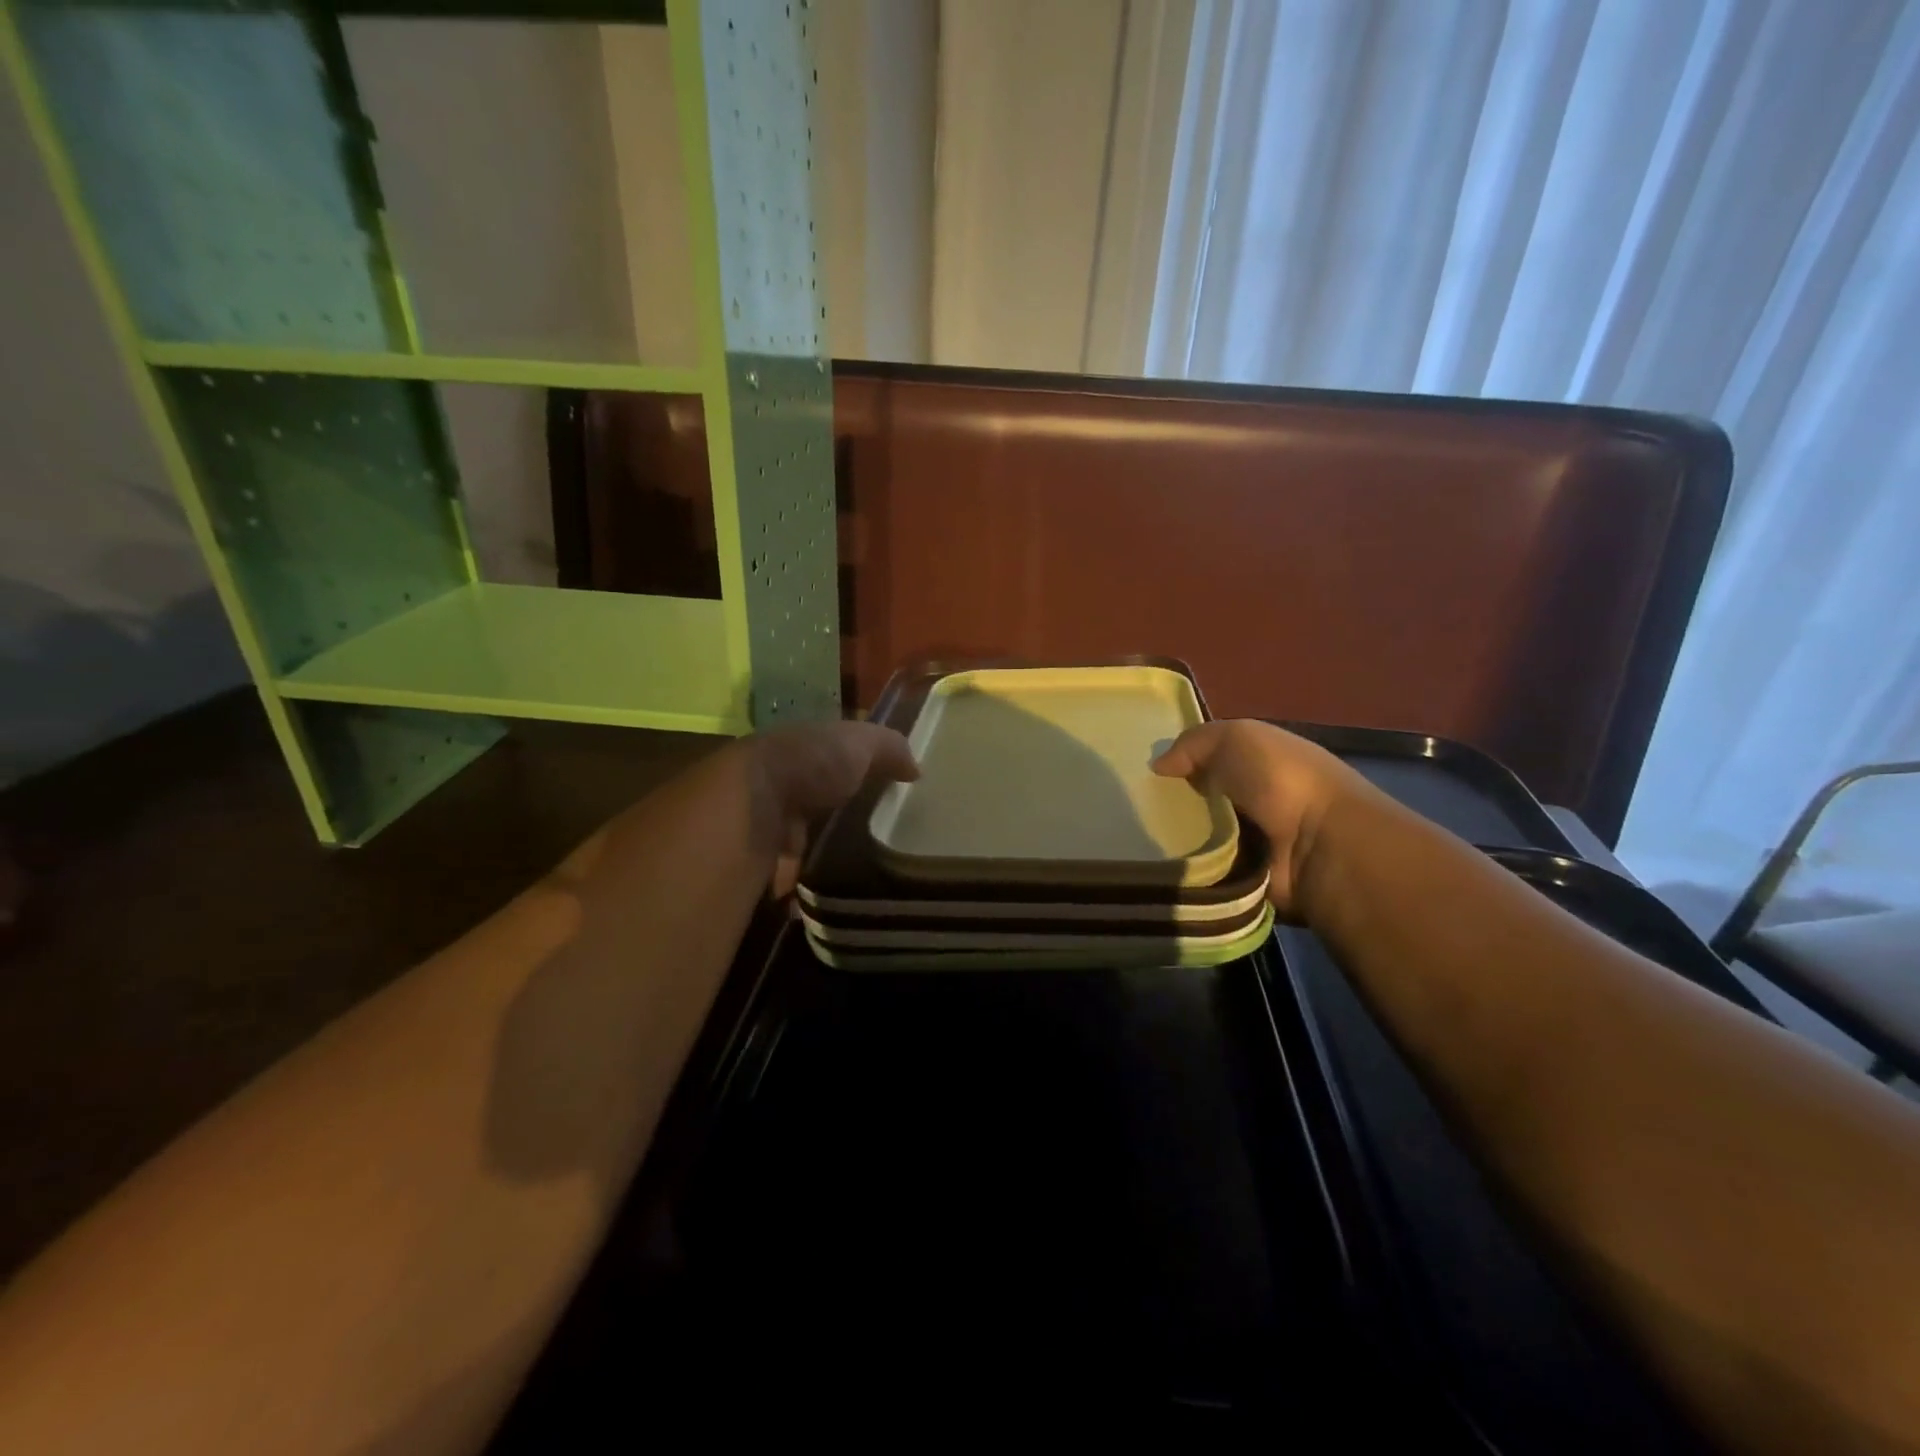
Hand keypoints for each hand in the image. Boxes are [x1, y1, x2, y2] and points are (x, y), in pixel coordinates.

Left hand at [744, 720, 919, 895]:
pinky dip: (799, 888)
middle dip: (833, 816)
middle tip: (873, 838)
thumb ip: (889, 748)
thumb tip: (916, 768)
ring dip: (814, 854)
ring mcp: (763, 824)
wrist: (751, 806)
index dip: (851, 771)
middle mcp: (776, 784)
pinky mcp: (757, 862)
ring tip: (854, 874)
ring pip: (795, 840)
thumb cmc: (808, 764)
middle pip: (811, 801)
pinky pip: (783, 877)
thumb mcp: (859, 742)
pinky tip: (823, 897)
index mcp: (798, 750)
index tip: (881, 794)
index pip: (826, 758)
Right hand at [1152, 720, 1367, 917]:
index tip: (1142, 773)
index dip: (1178, 763)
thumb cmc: (1280, 779)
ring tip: (1134, 838)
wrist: (1319, 846)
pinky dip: (1183, 868)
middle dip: (1167, 803)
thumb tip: (1159, 766)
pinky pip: (1200, 870)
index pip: (1208, 760)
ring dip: (1171, 838)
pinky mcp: (1241, 877)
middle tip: (1129, 808)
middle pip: (1197, 799)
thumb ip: (1193, 743)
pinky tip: (1155, 863)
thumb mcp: (1236, 737)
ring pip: (1194, 836)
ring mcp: (1249, 841)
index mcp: (1258, 763)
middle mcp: (1253, 800)